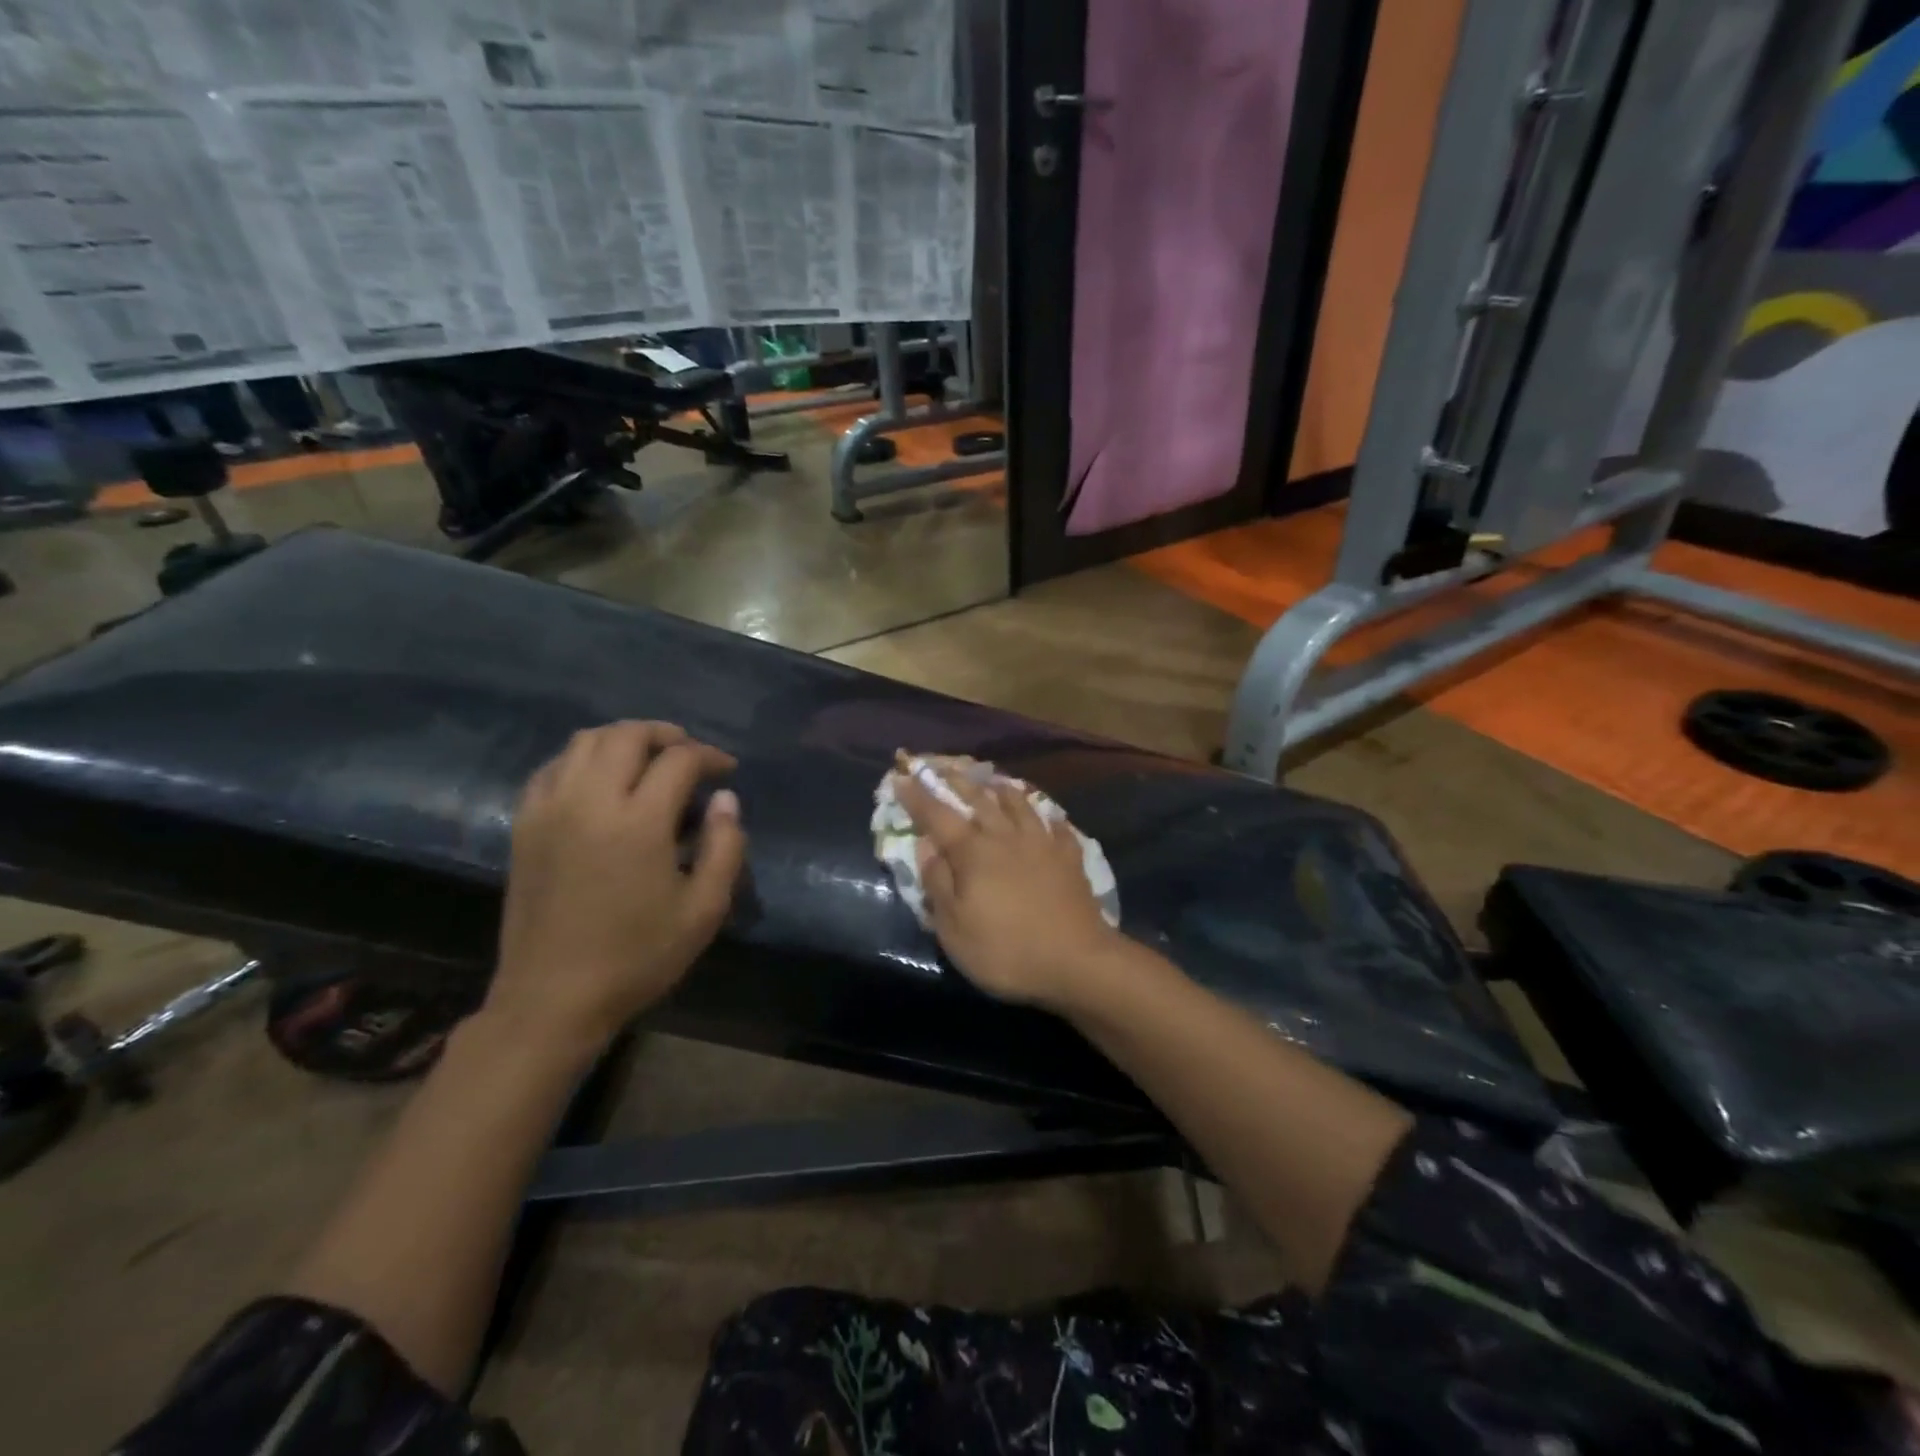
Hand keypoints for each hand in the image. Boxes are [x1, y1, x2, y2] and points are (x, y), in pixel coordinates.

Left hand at [488, 721, 745, 1053]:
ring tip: (647, 758)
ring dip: (623, 739)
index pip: (679, 760)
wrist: (553, 999)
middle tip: (690, 753)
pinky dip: (581, 759)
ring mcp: (549, 810)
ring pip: (584, 742)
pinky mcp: (524, 825)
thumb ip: (725, 847)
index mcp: (638, 822)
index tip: (727, 771)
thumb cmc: (637, 956)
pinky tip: (600, 780)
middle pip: (627, 736)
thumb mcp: (704, 909)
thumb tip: (726, 800)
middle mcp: (590, 801)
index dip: (710, 756)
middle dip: (666, 735)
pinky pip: (552, 768)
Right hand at [895, 765, 1119, 1006]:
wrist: (1077, 962)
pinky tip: (1047, 814)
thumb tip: (925, 845)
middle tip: (941, 766)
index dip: (917, 797)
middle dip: (956, 781)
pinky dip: (1046, 815)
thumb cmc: (1005, 950)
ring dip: (1001, 788)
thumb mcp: (954, 927)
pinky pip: (1056, 825)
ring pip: (1019, 803)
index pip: (937, 816)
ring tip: (992, 779)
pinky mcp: (1070, 857)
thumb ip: (937, 882)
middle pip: (978, 800)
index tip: (901, 777)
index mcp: (973, 852)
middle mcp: (1006, 836)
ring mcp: (1042, 843)